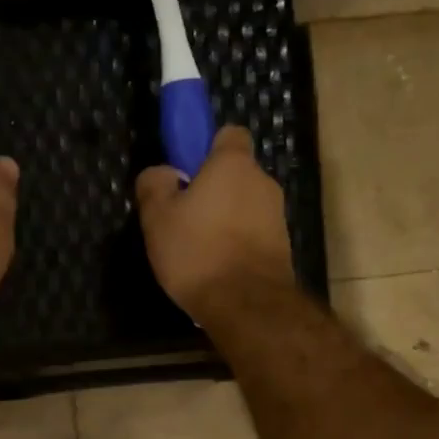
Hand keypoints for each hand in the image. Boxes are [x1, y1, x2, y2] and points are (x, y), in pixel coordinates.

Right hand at [135, 125, 292, 324]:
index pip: (229, 134)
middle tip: (185, 217)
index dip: (207, 148)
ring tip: (199, 251)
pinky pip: (253, 235)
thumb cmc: (197, 251)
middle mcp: (263, 182)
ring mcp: (277, 216)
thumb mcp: (157, 216)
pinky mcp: (283, 248)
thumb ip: (155, 184)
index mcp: (234, 164)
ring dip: (226, 220)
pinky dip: (238, 245)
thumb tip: (163, 173)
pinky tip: (217, 269)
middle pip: (236, 175)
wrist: (246, 304)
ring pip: (245, 207)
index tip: (187, 172)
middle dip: (214, 190)